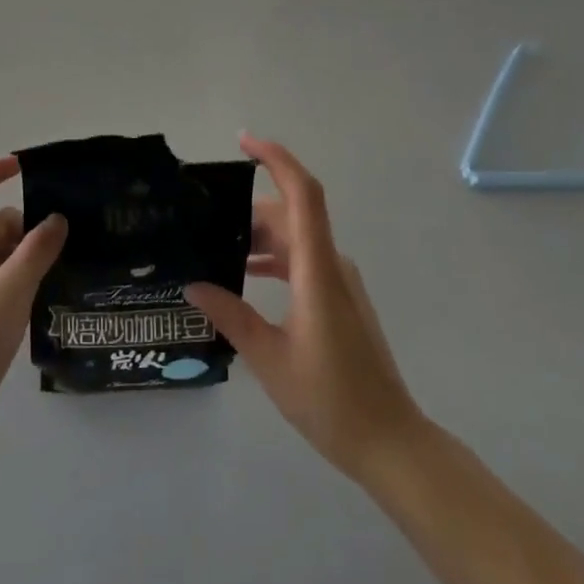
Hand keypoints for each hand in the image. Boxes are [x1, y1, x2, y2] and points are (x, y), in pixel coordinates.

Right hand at [185, 136, 422, 482]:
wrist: (389, 441)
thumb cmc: (330, 400)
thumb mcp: (269, 359)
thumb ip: (231, 316)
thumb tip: (194, 284)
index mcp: (317, 270)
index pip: (303, 194)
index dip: (276, 159)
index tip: (244, 142)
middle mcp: (332, 265)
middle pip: (292, 215)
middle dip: (249, 210)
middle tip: (204, 220)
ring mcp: (340, 281)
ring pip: (296, 239)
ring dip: (260, 237)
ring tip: (216, 249)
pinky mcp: (341, 299)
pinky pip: (303, 260)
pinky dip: (274, 258)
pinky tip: (245, 277)